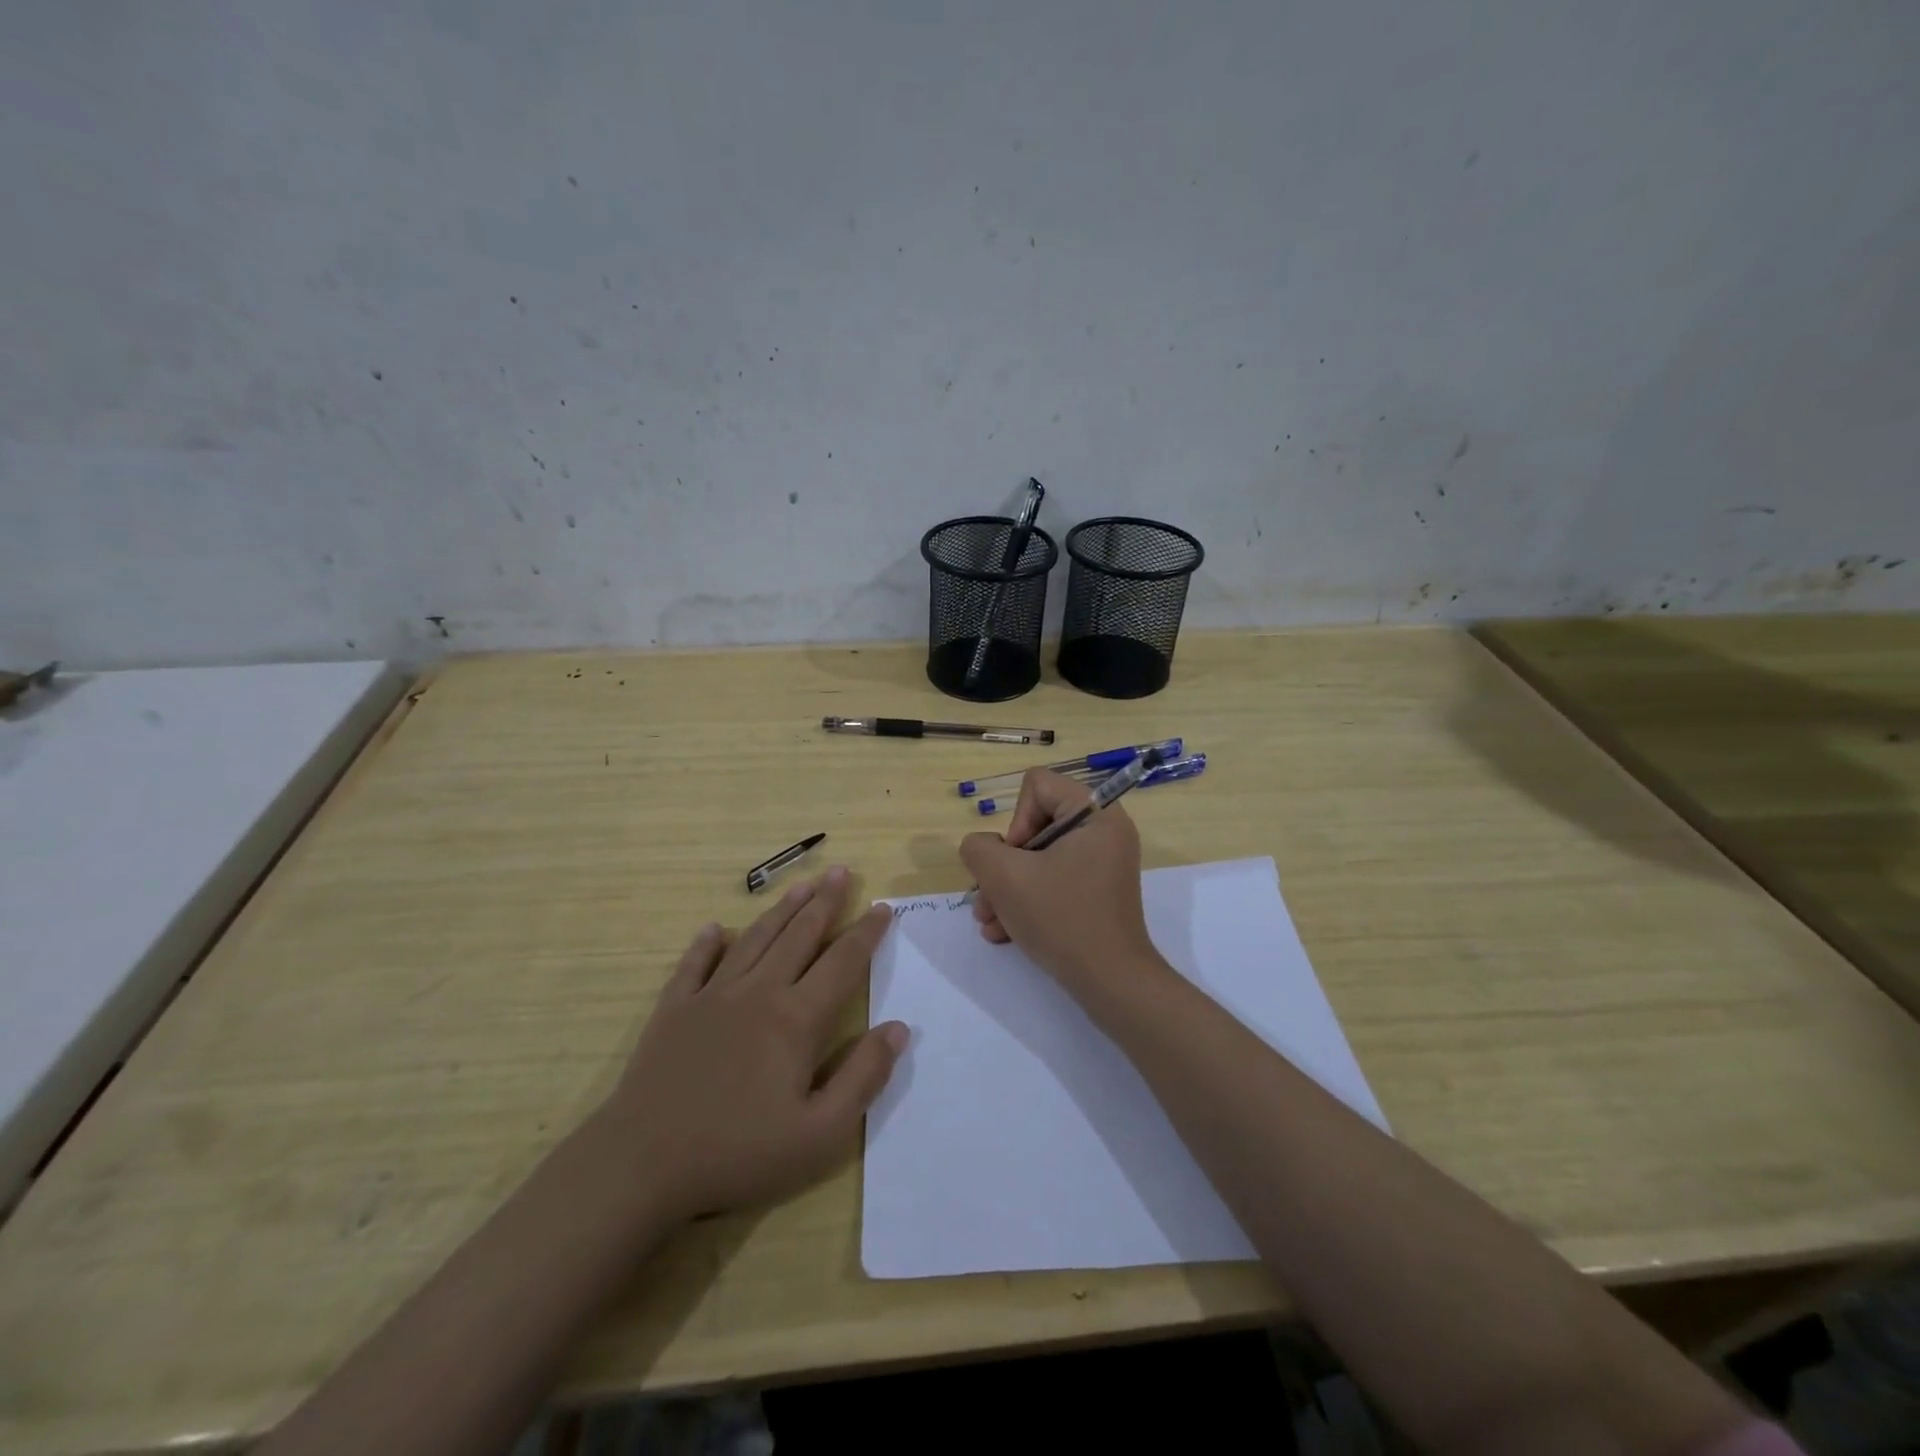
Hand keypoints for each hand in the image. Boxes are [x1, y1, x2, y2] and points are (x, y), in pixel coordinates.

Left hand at [598, 866, 906, 1222]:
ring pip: (754, 940)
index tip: (883, 907)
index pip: (842, 963)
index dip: (866, 934)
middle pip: (799, 936)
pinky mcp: (673, 1009)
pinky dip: (707, 943)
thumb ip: (864, 1077)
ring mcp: (711, 997)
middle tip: (841, 871)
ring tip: (801, 886)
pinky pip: (694, 965)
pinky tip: (715, 929)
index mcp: (796, 1019)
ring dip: (781, 910)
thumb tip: (900, 1028)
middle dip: (825, 902)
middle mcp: (758, 993)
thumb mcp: (819, 1133)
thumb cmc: (738, 1152)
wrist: (643, 1164)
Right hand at [958, 769, 1159, 994]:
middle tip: (988, 897)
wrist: (1110, 983)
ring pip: (1039, 859)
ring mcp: (1102, 864)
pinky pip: (1053, 882)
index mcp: (1096, 814)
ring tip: (989, 921)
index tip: (1015, 860)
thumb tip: (983, 848)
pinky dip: (1027, 903)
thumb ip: (979, 848)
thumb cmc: (1061, 918)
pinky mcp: (1096, 893)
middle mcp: (1104, 832)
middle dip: (1003, 865)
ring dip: (1007, 888)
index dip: (1016, 820)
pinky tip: (1004, 933)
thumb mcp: (1005, 877)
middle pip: (1035, 825)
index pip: (1038, 786)